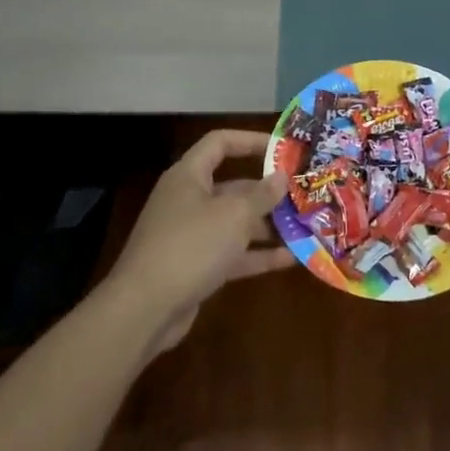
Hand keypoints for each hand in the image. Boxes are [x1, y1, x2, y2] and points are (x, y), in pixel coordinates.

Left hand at [107, 129, 291, 353]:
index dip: (251, 141)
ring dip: (268, 226)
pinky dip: (258, 255)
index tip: (283, 150)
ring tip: (305, 227)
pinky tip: (291, 259)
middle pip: (233, 186)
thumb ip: (262, 195)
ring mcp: (191, 236)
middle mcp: (189, 200)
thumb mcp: (233, 215)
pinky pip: (232, 253)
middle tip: (304, 194)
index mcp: (189, 176)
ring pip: (236, 223)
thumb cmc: (190, 246)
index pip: (220, 143)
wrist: (144, 309)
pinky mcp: (196, 267)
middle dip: (268, 192)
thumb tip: (281, 176)